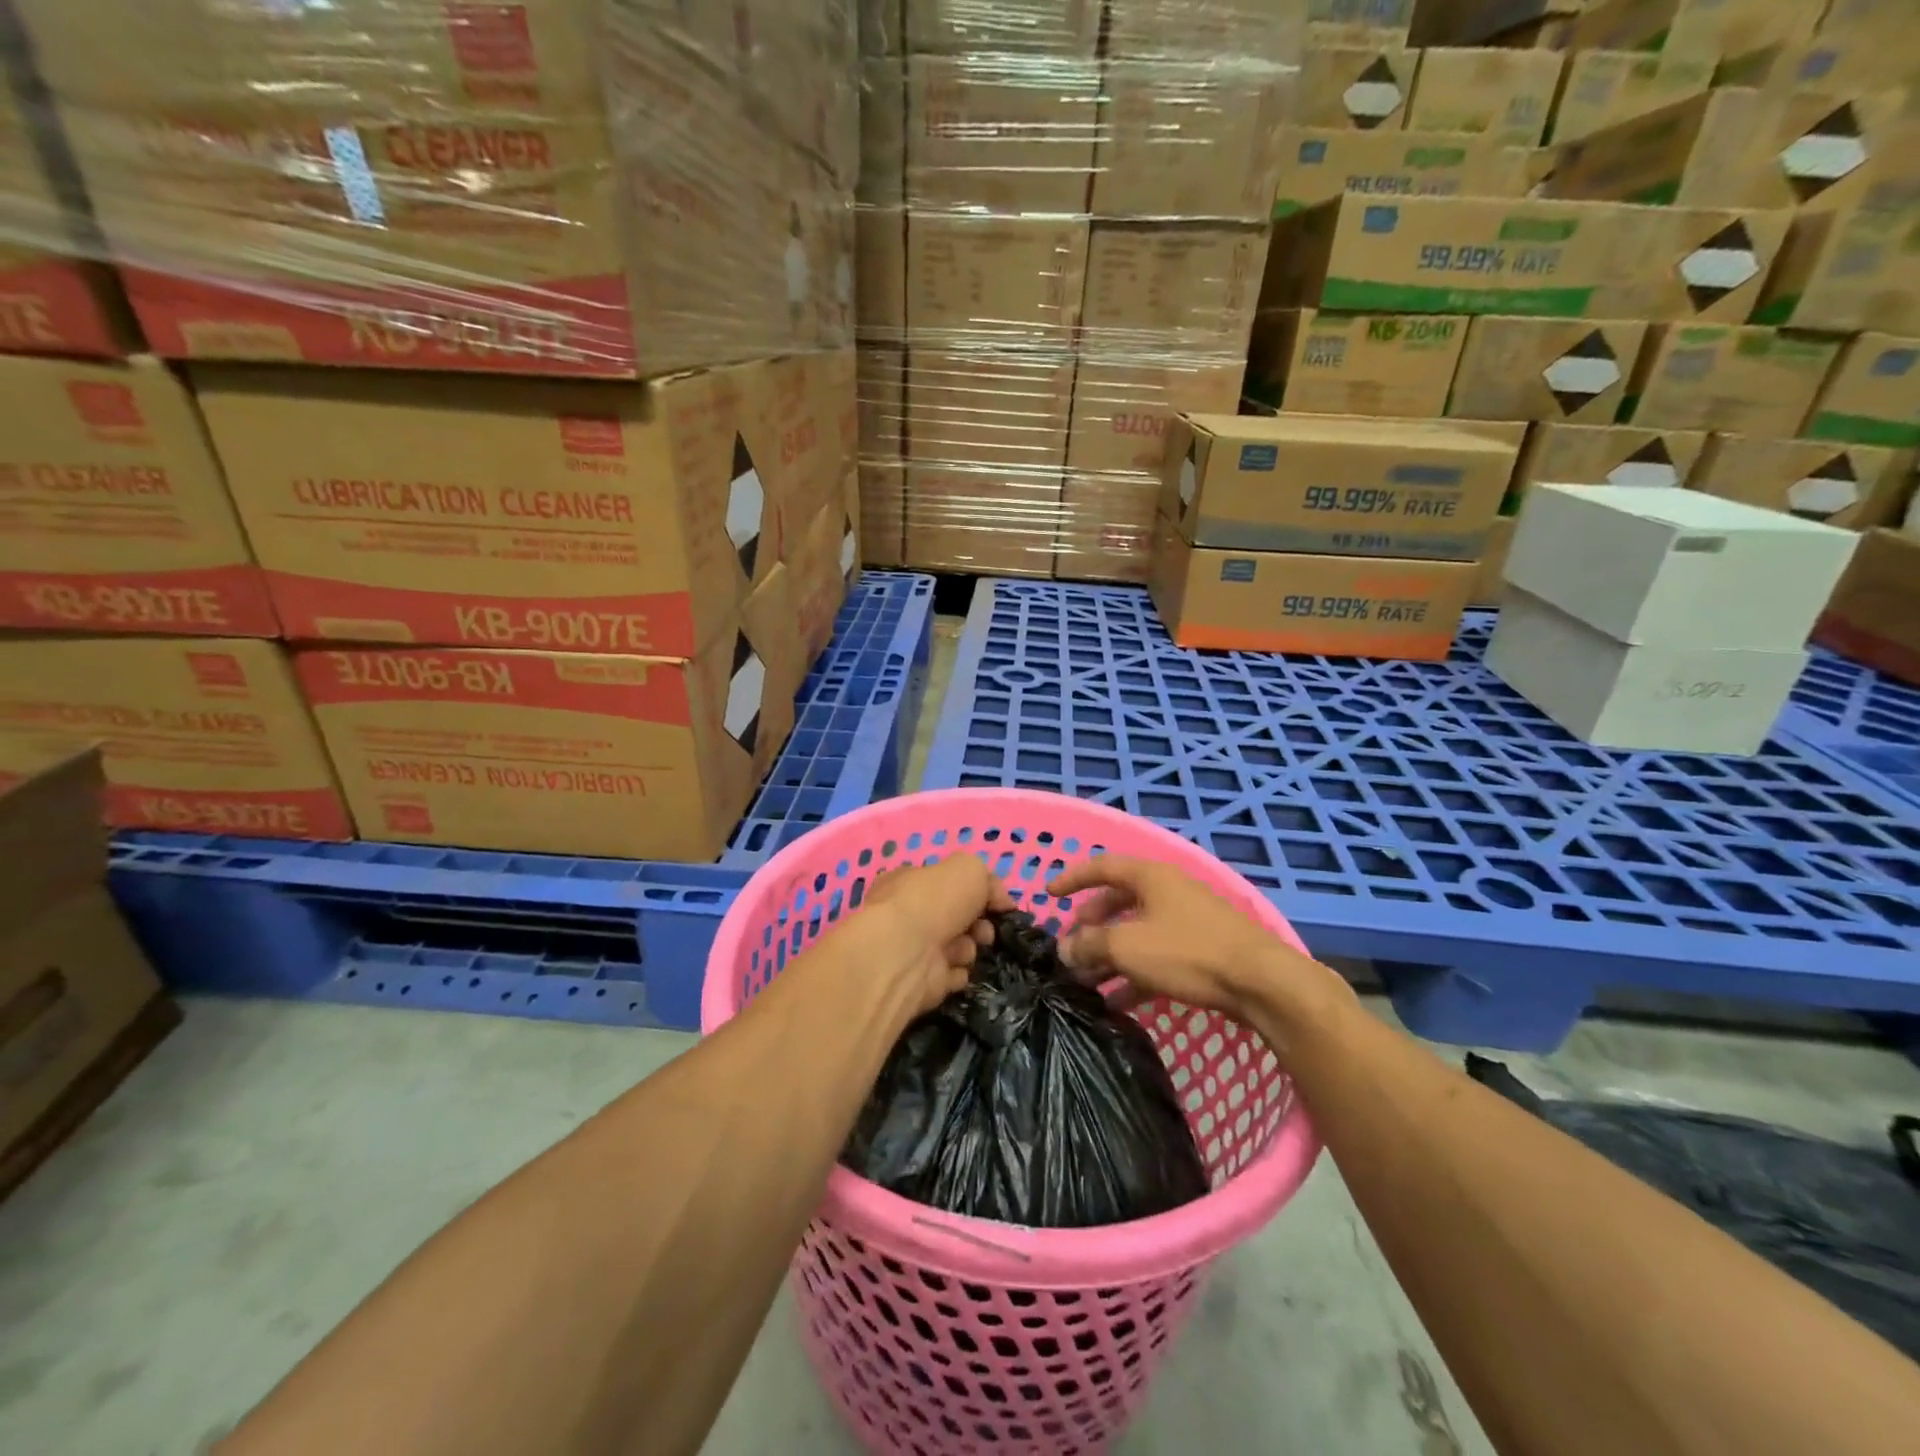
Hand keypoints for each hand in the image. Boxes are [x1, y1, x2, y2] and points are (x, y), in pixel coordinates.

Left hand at [859, 855, 1014, 1014]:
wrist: (905, 954)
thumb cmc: (933, 900)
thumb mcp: (969, 869)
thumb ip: (989, 880)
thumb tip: (1001, 901)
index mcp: (909, 882)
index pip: (946, 885)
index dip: (975, 892)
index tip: (997, 904)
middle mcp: (907, 915)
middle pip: (955, 918)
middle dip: (977, 924)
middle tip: (984, 931)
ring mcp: (912, 950)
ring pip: (956, 948)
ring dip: (968, 949)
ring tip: (964, 951)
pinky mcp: (920, 982)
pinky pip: (950, 977)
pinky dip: (958, 974)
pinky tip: (956, 970)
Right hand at [1047, 856, 1338, 1023]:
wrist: (1263, 983)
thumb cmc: (1188, 952)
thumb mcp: (1128, 947)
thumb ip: (1090, 945)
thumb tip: (1064, 948)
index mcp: (1151, 877)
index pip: (1102, 866)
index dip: (1072, 877)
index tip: (1048, 894)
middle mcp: (1168, 891)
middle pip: (1119, 901)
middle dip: (1091, 924)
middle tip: (1071, 944)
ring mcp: (1188, 921)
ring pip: (1137, 932)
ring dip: (1110, 955)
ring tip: (1087, 982)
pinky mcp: (1203, 950)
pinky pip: (1158, 956)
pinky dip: (1135, 973)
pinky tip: (1119, 1002)